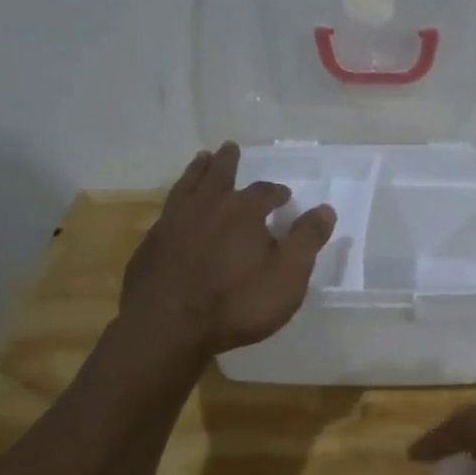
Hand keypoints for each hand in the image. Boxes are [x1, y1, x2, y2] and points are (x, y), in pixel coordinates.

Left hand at [121, 142, 335, 355]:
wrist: (167, 327)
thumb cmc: (237, 302)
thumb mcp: (288, 275)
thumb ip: (307, 240)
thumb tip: (325, 209)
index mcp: (243, 212)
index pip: (264, 192)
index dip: (276, 192)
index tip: (284, 195)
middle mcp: (207, 208)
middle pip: (218, 175)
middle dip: (227, 162)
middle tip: (229, 147)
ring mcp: (173, 224)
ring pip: (186, 187)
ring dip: (196, 171)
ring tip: (200, 159)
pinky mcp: (150, 246)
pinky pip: (166, 213)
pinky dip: (175, 203)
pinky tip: (175, 210)